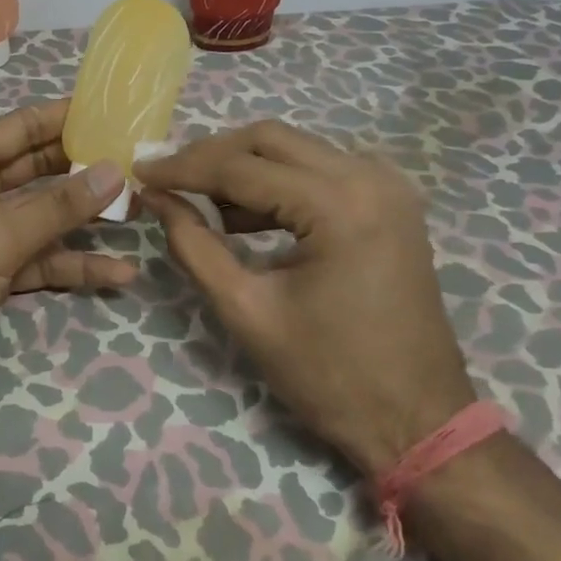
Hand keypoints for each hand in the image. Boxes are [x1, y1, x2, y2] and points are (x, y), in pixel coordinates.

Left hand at [0, 100, 131, 430]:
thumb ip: (52, 208)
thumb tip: (111, 170)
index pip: (22, 127)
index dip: (67, 117)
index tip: (117, 111)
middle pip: (38, 171)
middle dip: (84, 170)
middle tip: (141, 165)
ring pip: (45, 219)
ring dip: (86, 220)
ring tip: (141, 216)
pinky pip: (40, 262)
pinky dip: (73, 267)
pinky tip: (117, 273)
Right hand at [135, 120, 474, 474]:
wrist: (419, 421)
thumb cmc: (330, 376)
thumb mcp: (247, 310)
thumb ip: (193, 246)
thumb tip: (156, 198)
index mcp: (338, 205)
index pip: (241, 167)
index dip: (183, 168)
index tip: (140, 173)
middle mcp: (369, 177)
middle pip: (270, 139)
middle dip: (211, 155)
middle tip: (167, 179)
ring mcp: (386, 185)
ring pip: (295, 148)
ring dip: (243, 166)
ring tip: (198, 199)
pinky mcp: (390, 201)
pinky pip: (320, 169)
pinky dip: (277, 181)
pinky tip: (245, 214)